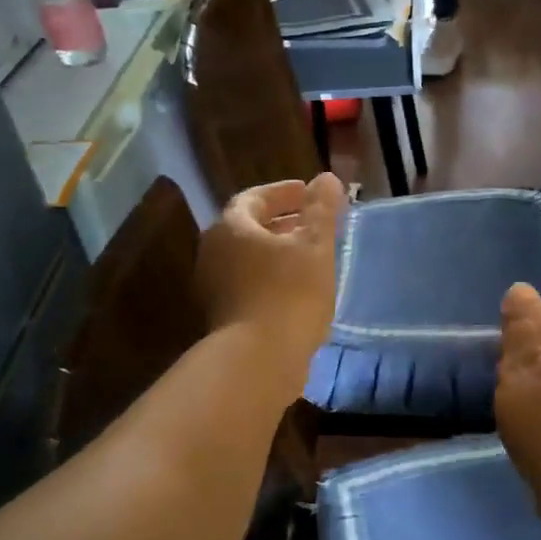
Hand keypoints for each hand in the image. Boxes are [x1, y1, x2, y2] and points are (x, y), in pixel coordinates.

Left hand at [197, 175, 345, 386]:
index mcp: (231, 227)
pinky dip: (270, 279)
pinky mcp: (221, 316)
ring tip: (309, 259)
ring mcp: (212, 287)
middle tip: (312, 224)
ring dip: (276, 254)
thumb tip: (327, 178)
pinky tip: (296, 292)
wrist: (257, 361)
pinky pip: (247, 285)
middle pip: (248, 228)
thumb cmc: (289, 294)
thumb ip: (321, 210)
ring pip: (247, 259)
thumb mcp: (314, 247)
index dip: (284, 193)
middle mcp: (213, 252)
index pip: (255, 198)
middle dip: (281, 223)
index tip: (309, 194)